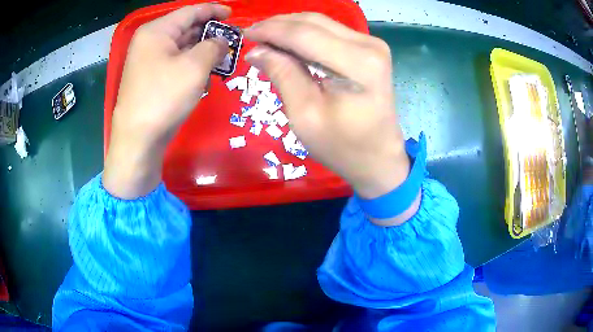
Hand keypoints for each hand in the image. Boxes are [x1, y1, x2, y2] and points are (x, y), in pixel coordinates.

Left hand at [103, 4, 229, 198]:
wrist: (138, 140)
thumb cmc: (164, 97)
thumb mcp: (195, 67)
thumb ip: (214, 46)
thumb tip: (222, 41)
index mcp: (156, 31)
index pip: (190, 11)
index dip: (214, 11)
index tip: (234, 15)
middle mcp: (150, 42)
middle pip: (186, 28)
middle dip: (210, 33)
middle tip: (233, 40)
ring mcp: (148, 61)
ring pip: (182, 47)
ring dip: (203, 51)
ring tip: (223, 59)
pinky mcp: (150, 78)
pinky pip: (175, 63)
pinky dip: (191, 66)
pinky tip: (204, 76)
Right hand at [244, 14, 417, 222]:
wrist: (378, 157)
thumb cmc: (342, 146)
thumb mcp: (305, 115)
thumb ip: (282, 75)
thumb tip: (257, 50)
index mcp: (358, 63)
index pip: (304, 34)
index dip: (271, 31)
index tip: (245, 34)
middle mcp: (369, 45)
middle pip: (313, 22)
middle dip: (278, 25)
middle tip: (252, 35)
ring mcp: (372, 44)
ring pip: (321, 23)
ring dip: (290, 27)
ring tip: (265, 38)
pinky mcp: (369, 49)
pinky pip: (330, 32)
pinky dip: (305, 34)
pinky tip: (287, 43)